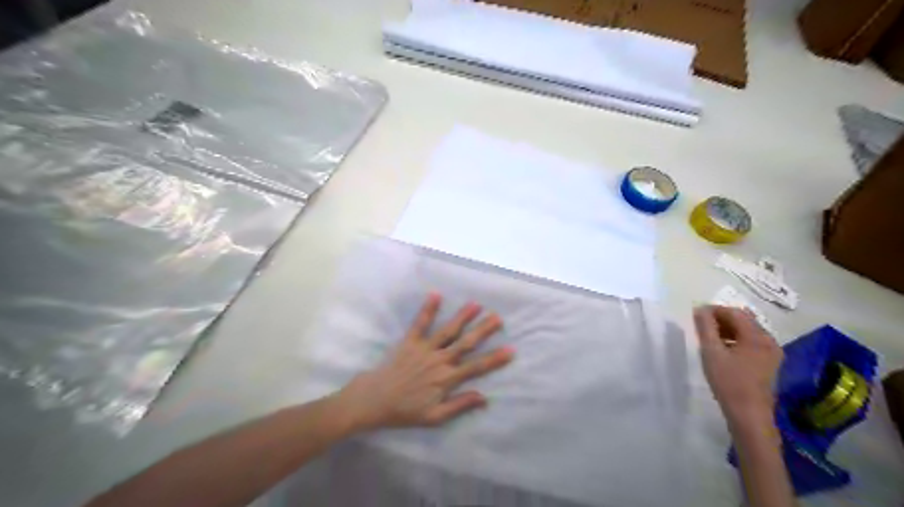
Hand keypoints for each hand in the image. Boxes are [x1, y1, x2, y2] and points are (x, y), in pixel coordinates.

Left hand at [333, 294, 514, 431]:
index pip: (476, 367)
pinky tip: (436, 294)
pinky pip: (420, 323)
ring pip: (448, 331)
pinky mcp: (410, 341)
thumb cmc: (405, 411)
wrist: (375, 400)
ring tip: (475, 304)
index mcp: (447, 379)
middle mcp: (439, 360)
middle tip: (498, 317)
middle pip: (466, 343)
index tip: (511, 349)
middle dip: (483, 330)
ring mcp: (424, 349)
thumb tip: (484, 397)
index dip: (495, 359)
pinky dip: (428, 309)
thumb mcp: (434, 417)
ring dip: (462, 317)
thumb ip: (459, 405)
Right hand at [695, 304, 783, 425]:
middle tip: (700, 325)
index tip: (696, 315)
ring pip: (747, 332)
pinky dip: (736, 340)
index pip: (734, 313)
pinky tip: (722, 350)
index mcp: (757, 336)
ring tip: (709, 337)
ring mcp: (771, 353)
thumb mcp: (711, 352)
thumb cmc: (728, 382)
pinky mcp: (769, 364)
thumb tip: (700, 309)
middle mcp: (769, 341)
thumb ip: (706, 328)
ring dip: (728, 330)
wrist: (749, 415)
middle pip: (743, 320)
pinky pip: (751, 343)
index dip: (714, 310)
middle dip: (721, 319)